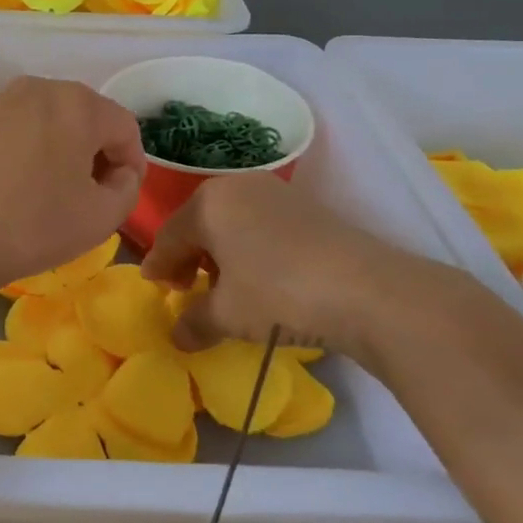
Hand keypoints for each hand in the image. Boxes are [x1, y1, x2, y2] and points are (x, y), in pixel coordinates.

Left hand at [0, 76, 145, 293]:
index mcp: (79, 103)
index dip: (132, 164)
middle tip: (93, 196)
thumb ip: (128, 186)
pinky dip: (35, 149)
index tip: (121, 197)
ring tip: (58, 192)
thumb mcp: (103, 216)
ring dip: (66, 150)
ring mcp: (5, 100)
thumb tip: (118, 173)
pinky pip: (24, 127)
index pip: (124, 128)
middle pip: (89, 118)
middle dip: (98, 154)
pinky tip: (25, 185)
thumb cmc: (35, 224)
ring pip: (55, 121)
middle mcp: (43, 88)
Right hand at [141, 171, 466, 365]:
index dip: (158, 265)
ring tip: (222, 287)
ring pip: (231, 222)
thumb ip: (195, 322)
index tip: (153, 287)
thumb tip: (177, 336)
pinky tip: (259, 278)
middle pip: (199, 223)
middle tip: (183, 287)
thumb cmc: (279, 294)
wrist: (368, 290)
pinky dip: (249, 248)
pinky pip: (260, 224)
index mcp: (208, 203)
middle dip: (187, 256)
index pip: (170, 235)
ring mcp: (275, 192)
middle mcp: (237, 186)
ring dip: (219, 253)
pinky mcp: (306, 207)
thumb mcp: (228, 314)